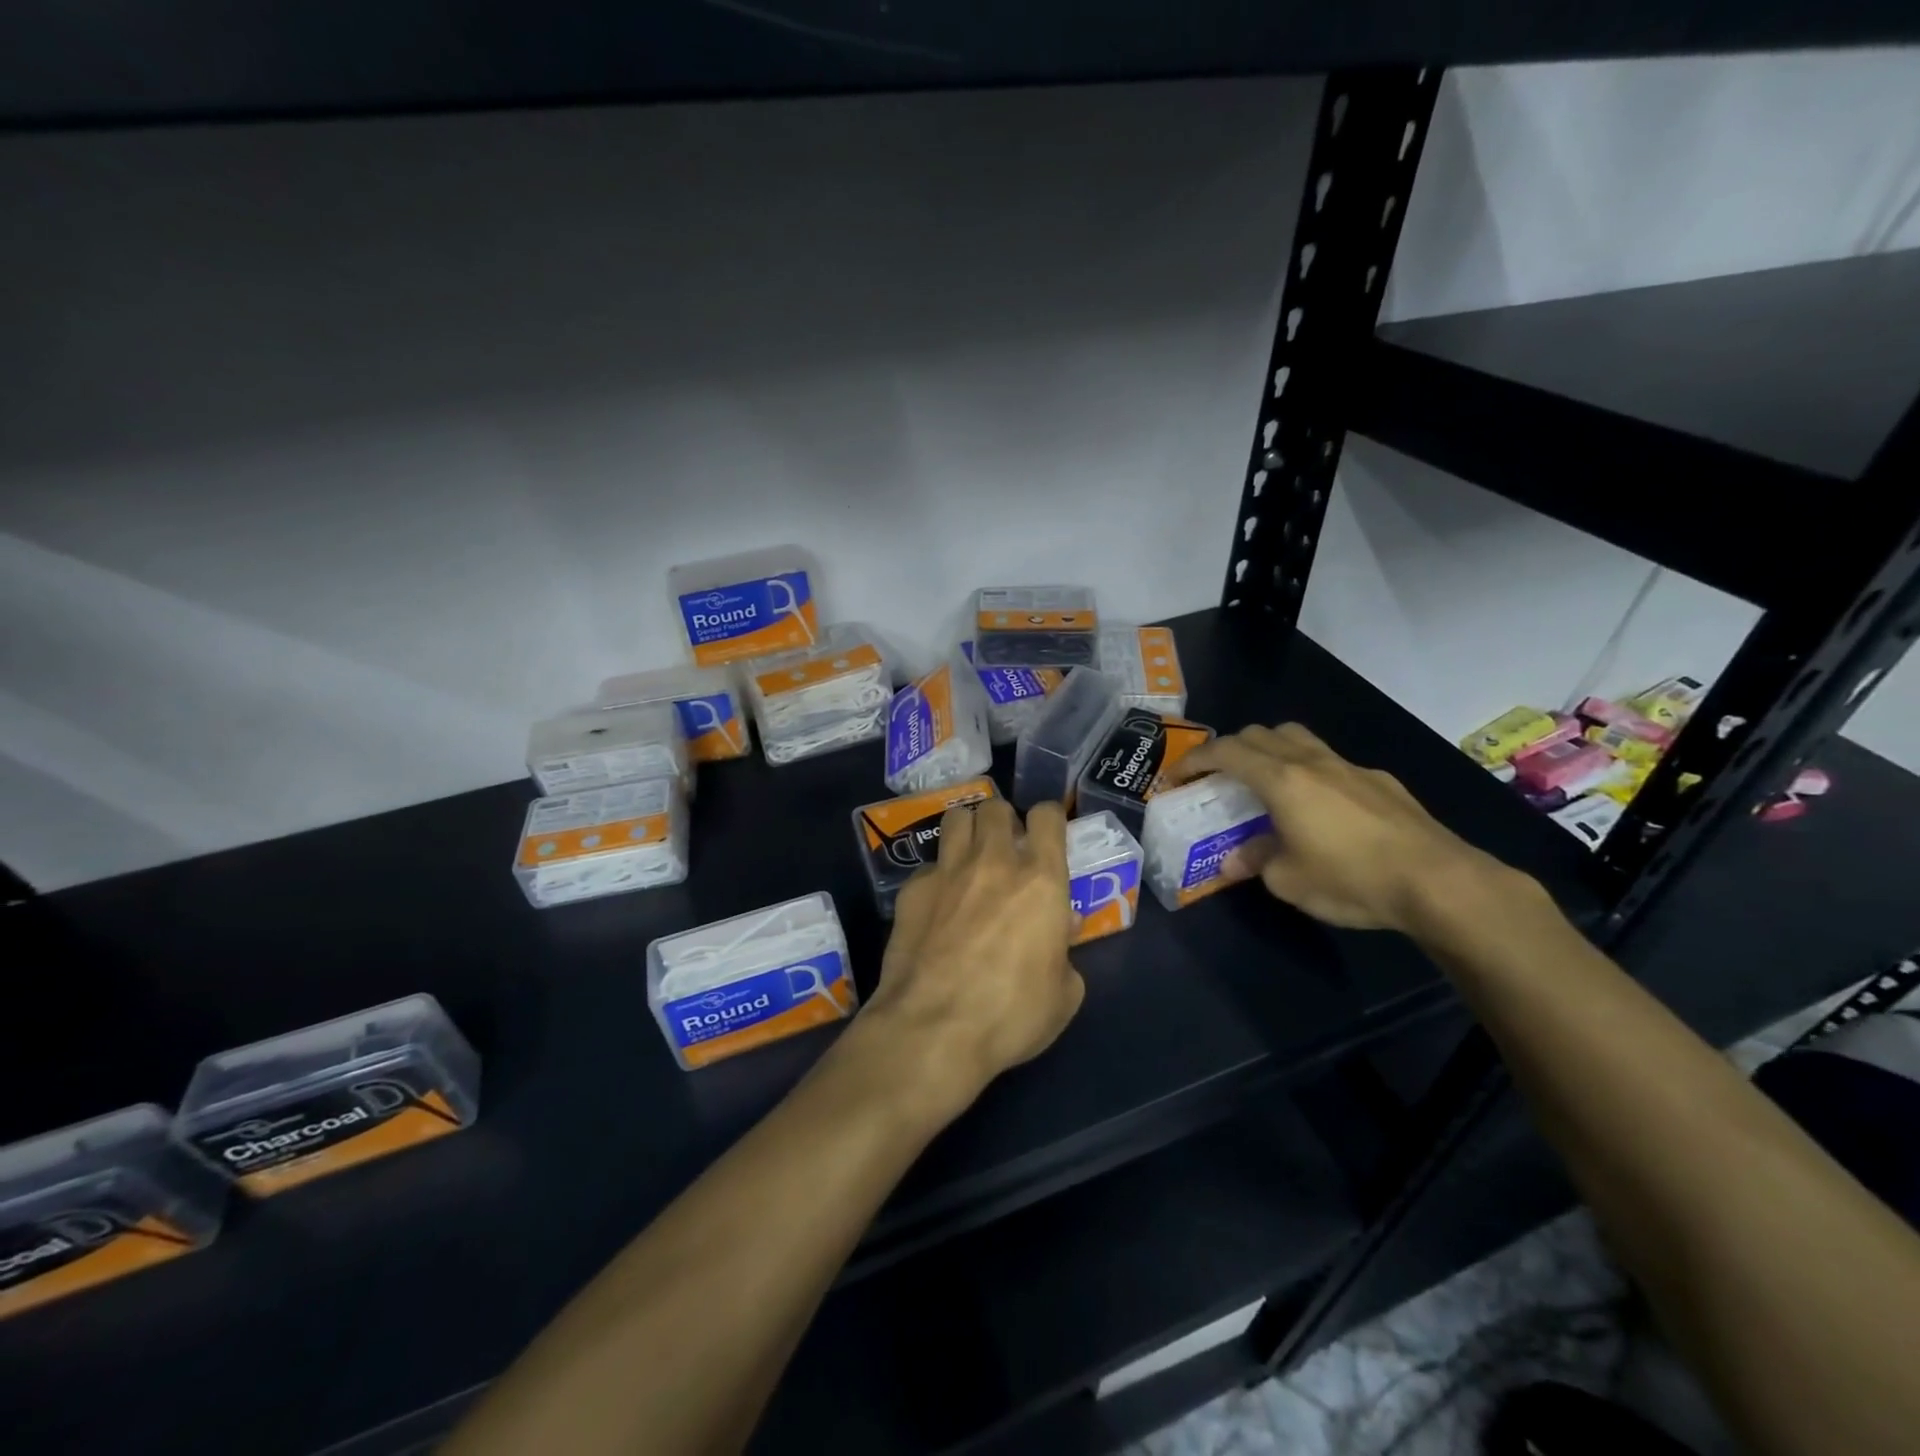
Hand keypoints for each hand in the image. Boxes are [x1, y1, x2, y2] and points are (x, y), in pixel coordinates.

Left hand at [858, 798, 1084, 1112]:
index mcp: (1041, 881)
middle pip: (995, 808)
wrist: (933, 1030)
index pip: (1046, 816)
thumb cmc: (1011, 1015)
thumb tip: (1060, 930)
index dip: (1048, 819)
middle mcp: (994, 862)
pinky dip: (937, 877)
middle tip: (1005, 850)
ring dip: (967, 831)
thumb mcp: (1063, 995)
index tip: (1047, 835)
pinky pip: (928, 866)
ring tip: (970, 857)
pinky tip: (937, 906)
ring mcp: (947, 872)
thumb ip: (1065, 954)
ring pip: (956, 818)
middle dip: (1003, 821)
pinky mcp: (911, 890)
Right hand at [1165, 723, 1513, 932]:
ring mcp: (1349, 766)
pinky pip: (1329, 761)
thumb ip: (1255, 861)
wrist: (1438, 881)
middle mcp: (1311, 761)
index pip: (1225, 751)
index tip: (1175, 777)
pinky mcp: (1379, 780)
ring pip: (1297, 738)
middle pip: (1259, 734)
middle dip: (1229, 749)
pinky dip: (1307, 770)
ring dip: (1269, 750)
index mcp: (1281, 779)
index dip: (1194, 760)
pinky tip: (1319, 807)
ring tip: (1264, 781)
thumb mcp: (1288, 881)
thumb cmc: (1350, 878)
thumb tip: (1235, 860)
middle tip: (1217, 778)